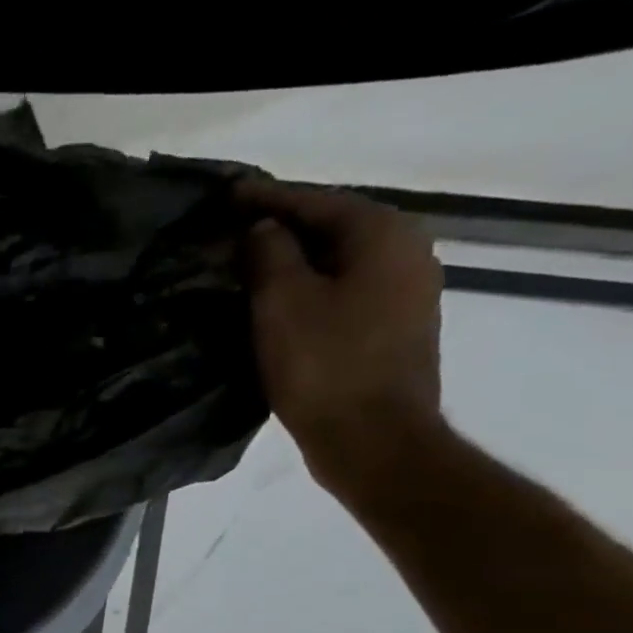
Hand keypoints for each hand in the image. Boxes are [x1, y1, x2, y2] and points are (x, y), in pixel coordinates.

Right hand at [238, 180, 447, 501]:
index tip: (227, 195)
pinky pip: (343, 288)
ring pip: (338, 259)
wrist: (370, 437)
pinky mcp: (392, 326)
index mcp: (383, 236)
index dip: (268, 198)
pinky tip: (276, 296)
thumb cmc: (323, 363)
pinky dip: (308, 284)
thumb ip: (270, 253)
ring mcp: (405, 292)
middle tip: (232, 227)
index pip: (317, 202)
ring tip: (246, 260)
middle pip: (333, 226)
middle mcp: (406, 253)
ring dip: (294, 257)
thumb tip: (264, 229)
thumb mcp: (282, 301)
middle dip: (283, 225)